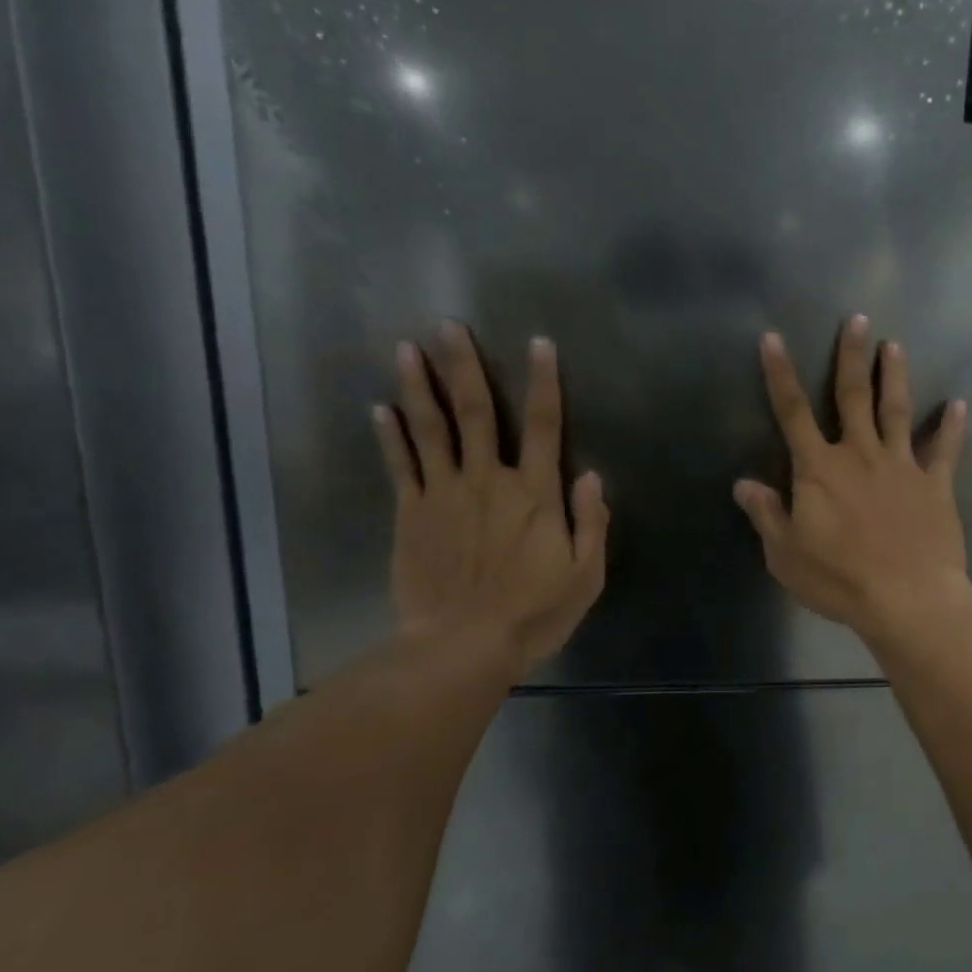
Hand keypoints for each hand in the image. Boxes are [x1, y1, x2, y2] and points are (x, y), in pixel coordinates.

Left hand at [373, 323, 607, 679]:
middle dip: (464, 366)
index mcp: (535, 494)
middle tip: (448, 325)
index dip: (544, 383)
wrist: (463, 646)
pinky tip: (380, 409)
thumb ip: (591, 522)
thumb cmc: (534, 614)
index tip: (539, 344)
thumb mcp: (585, 576)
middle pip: (476, 413)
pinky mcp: (412, 515)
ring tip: (406, 348)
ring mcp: (444, 495)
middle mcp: (489, 481)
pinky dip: (390, 436)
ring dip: (419, 386)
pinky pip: (401, 466)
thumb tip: (591, 476)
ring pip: (431, 429)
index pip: (543, 426)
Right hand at [734, 315, 971, 643]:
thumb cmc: (839, 579)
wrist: (906, 599)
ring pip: (896, 411)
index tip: (774, 338)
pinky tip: (958, 405)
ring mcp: (902, 467)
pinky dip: (952, 427)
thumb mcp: (785, 554)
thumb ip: (766, 514)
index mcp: (819, 470)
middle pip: (853, 396)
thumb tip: (743, 484)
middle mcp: (860, 455)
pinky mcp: (935, 486)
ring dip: (895, 376)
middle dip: (851, 356)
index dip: (780, 374)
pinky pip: (945, 450)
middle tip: (858, 319)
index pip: (792, 412)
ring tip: (896, 346)